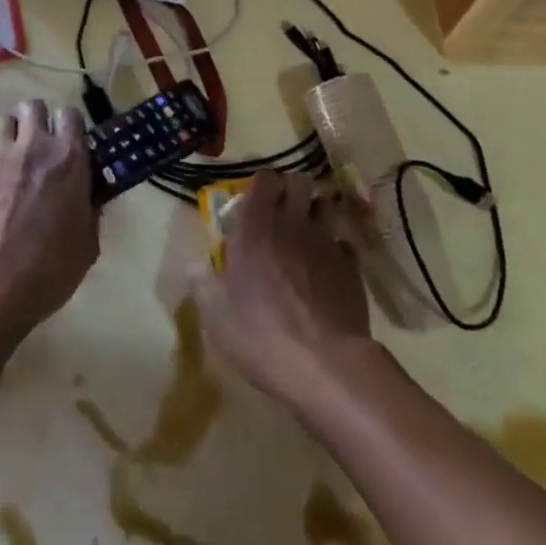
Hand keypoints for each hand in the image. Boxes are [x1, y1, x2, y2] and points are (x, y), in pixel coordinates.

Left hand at [0, 99, 98, 353]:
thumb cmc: (51, 270)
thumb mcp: (88, 243)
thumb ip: (89, 208)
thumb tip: (88, 195)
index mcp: (69, 158)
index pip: (70, 114)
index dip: (68, 125)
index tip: (67, 142)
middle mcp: (34, 145)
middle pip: (33, 106)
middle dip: (35, 120)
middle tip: (36, 145)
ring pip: (3, 120)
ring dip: (9, 135)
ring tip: (9, 159)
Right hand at [191, 168, 372, 408]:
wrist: (325, 365)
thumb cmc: (261, 334)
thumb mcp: (216, 315)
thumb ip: (203, 282)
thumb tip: (194, 263)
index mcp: (255, 227)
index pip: (264, 179)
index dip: (262, 184)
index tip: (254, 199)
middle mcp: (291, 223)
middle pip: (299, 181)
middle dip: (291, 189)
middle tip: (281, 210)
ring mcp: (325, 242)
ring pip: (325, 205)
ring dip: (315, 212)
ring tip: (305, 233)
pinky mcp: (351, 267)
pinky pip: (343, 243)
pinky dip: (335, 249)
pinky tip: (326, 268)